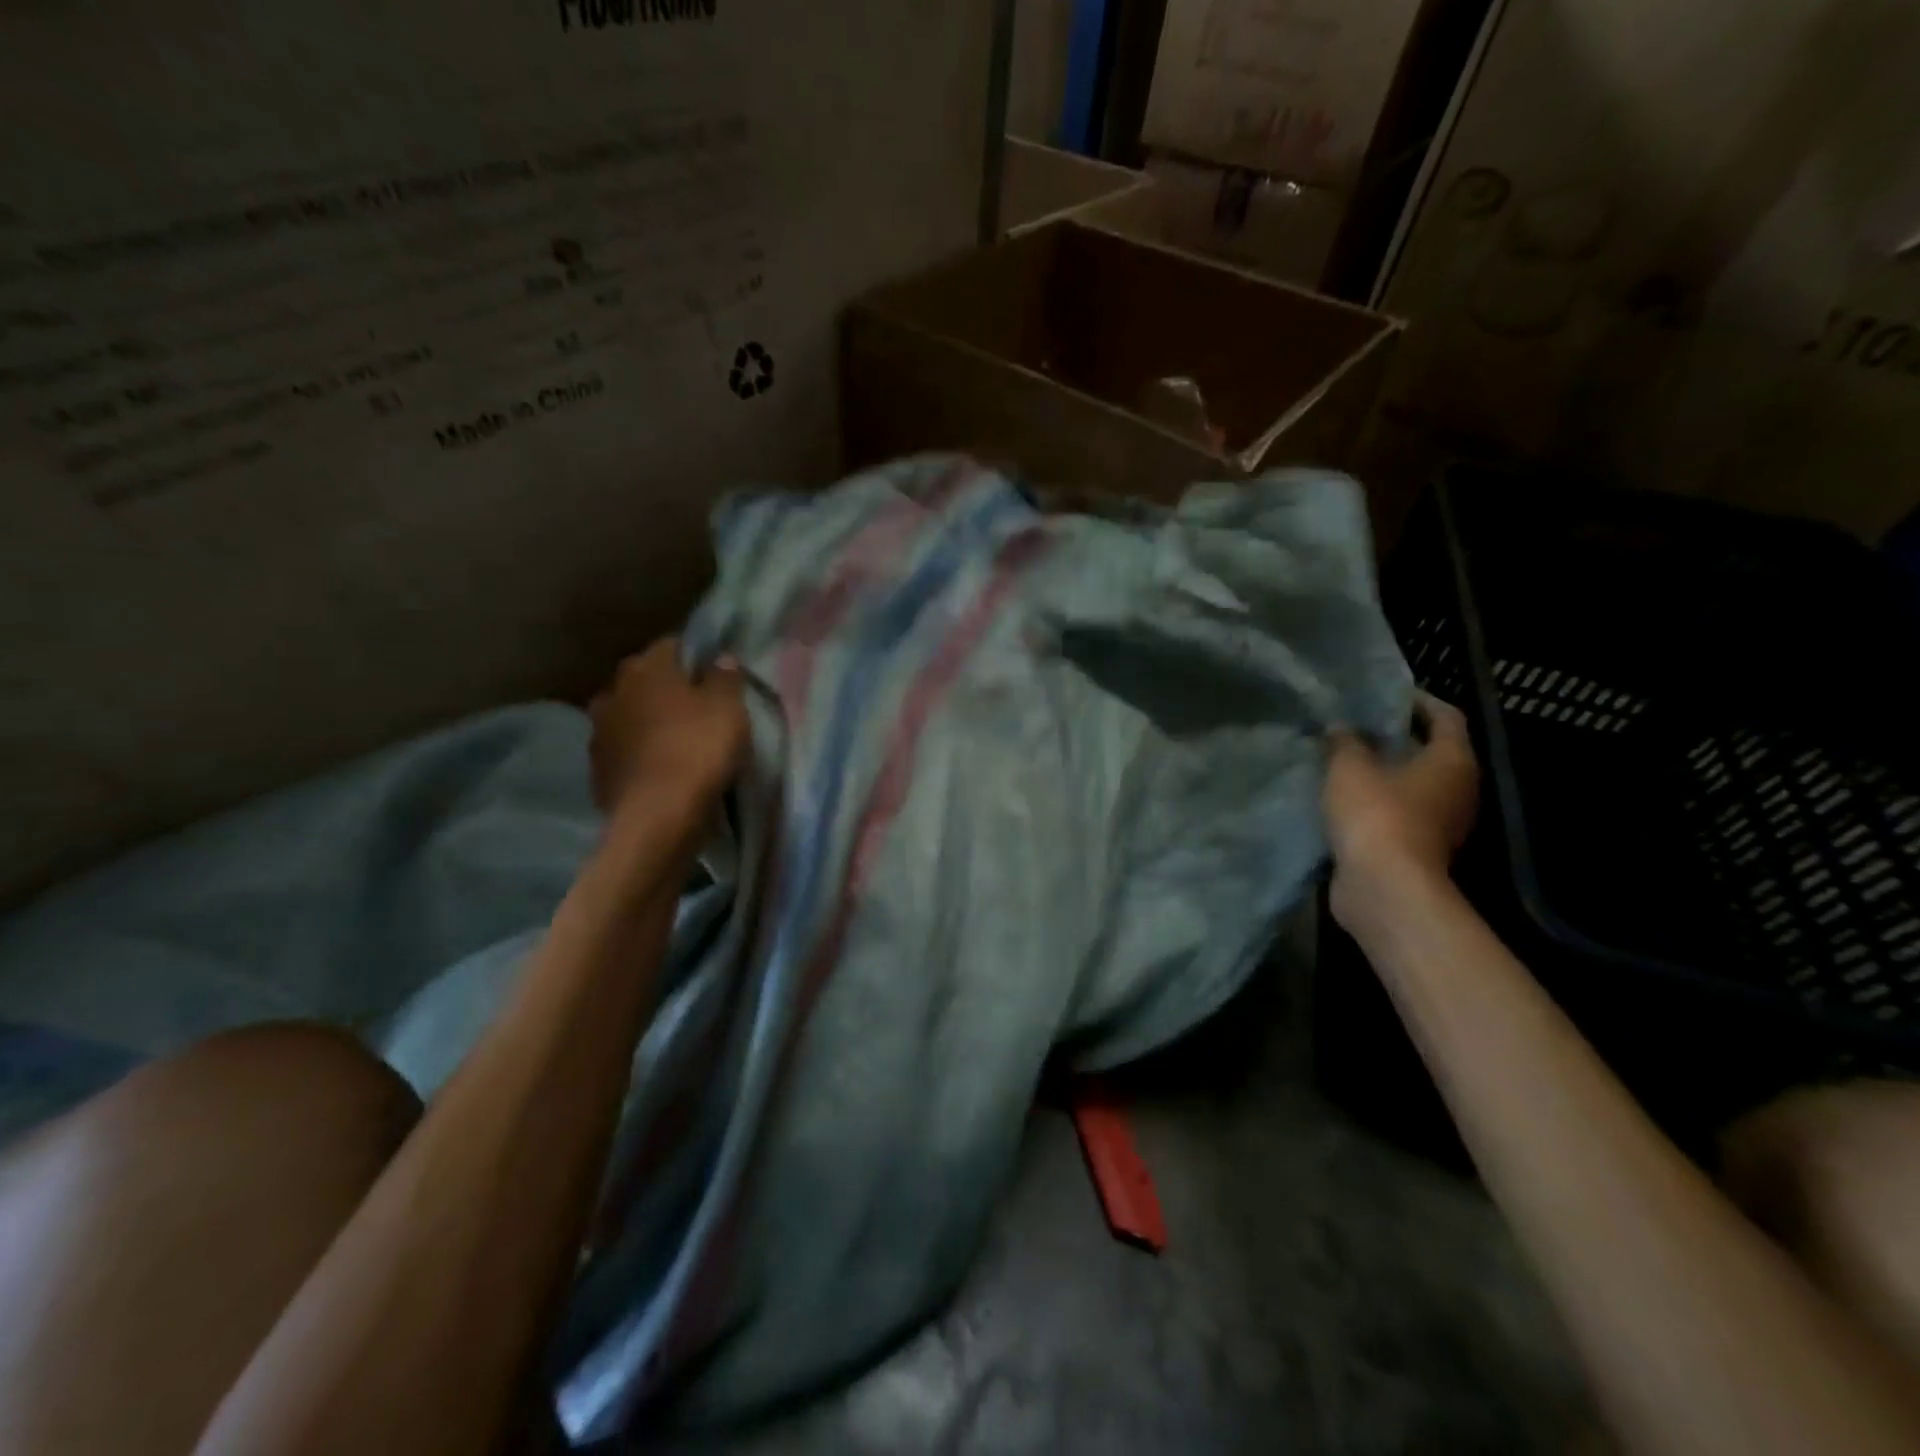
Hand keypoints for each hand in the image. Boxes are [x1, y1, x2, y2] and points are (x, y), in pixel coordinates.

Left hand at [588, 639, 747, 819]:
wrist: (657, 816)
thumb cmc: (698, 750)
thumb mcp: (729, 708)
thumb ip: (725, 678)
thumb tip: (721, 658)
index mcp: (647, 668)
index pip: (673, 646)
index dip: (696, 657)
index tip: (715, 675)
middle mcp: (614, 690)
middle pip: (646, 680)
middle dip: (667, 689)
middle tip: (697, 709)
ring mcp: (599, 731)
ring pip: (630, 715)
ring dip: (648, 723)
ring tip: (676, 741)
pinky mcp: (597, 768)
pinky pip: (624, 751)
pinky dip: (639, 755)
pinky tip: (659, 769)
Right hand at [1325, 693, 1478, 926]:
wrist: (1384, 888)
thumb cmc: (1376, 815)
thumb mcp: (1349, 767)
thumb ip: (1344, 742)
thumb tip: (1340, 727)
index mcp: (1452, 760)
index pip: (1445, 716)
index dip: (1417, 700)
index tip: (1383, 694)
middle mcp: (1457, 789)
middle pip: (1431, 751)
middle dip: (1396, 737)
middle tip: (1356, 725)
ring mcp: (1441, 822)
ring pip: (1413, 784)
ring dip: (1384, 771)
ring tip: (1344, 759)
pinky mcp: (1419, 848)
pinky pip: (1399, 812)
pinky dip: (1377, 801)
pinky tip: (1343, 795)